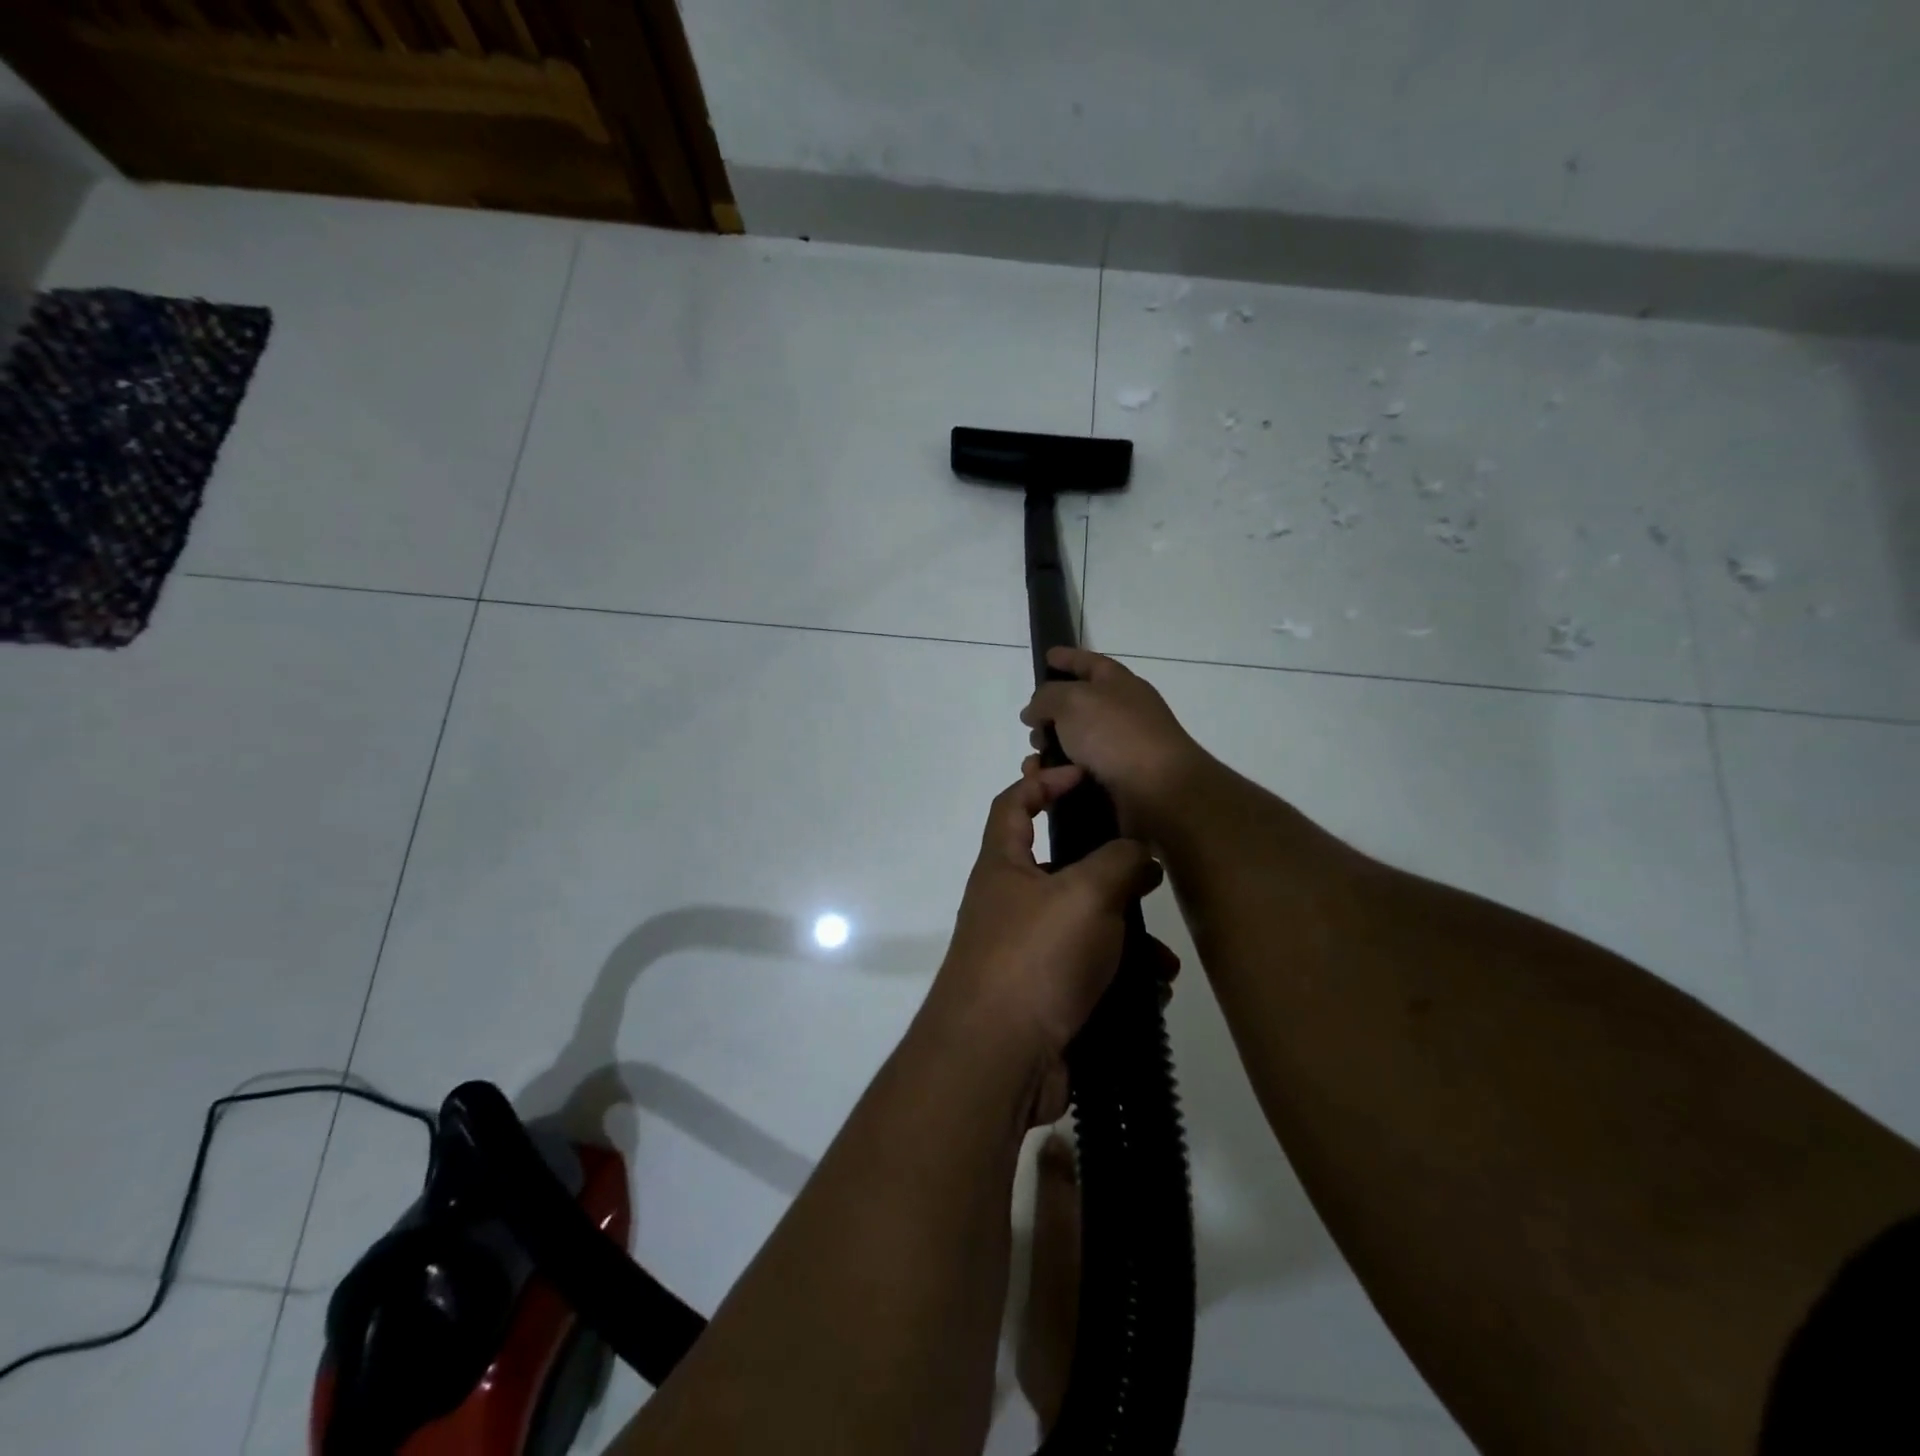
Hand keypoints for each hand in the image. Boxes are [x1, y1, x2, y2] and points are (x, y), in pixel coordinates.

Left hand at [924, 763, 1163, 1121]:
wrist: (998, 1060)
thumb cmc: (1035, 958)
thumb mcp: (1084, 894)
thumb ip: (1118, 861)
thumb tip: (1138, 850)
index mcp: (1004, 866)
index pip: (1014, 803)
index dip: (1044, 780)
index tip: (1084, 774)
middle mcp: (1010, 903)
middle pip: (1059, 866)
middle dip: (1106, 867)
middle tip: (1149, 869)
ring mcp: (1026, 952)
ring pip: (1084, 925)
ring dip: (1126, 933)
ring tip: (1163, 951)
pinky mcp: (1045, 995)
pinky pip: (1090, 971)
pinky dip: (1121, 975)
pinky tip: (1155, 989)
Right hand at [1020, 648, 1210, 841]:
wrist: (1158, 793)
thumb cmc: (1116, 735)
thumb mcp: (1072, 701)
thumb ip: (1046, 697)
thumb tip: (1035, 711)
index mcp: (1119, 684)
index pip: (1089, 662)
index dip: (1067, 657)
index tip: (1046, 656)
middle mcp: (1121, 714)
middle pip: (1077, 706)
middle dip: (1049, 715)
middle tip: (1031, 726)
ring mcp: (1119, 750)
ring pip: (1071, 745)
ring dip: (1048, 751)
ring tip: (1035, 763)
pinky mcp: (1113, 784)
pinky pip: (1074, 776)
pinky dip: (1056, 778)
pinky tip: (1043, 784)